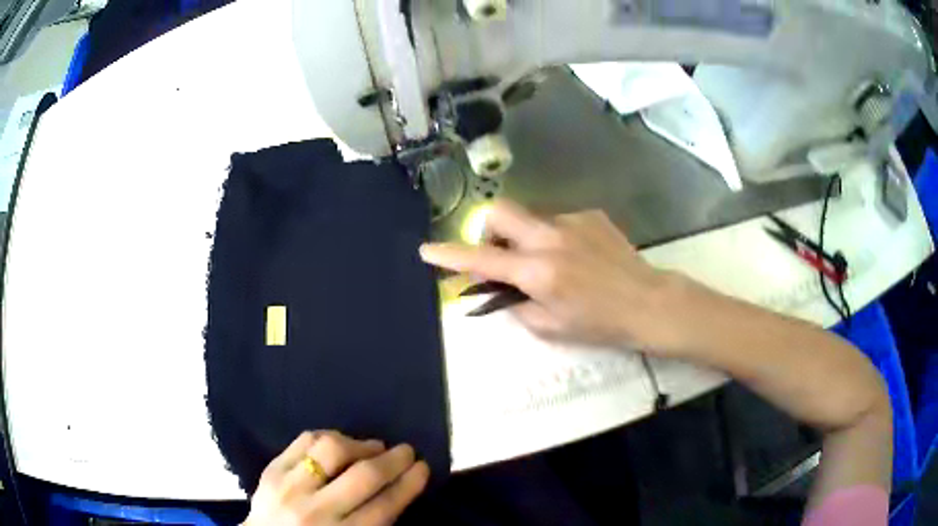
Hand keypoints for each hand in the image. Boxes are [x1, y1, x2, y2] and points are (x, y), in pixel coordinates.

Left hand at [244, 431, 428, 525]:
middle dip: (393, 460)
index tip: (423, 468)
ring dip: (360, 444)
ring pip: (331, 451)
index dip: (408, 484)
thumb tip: (398, 488)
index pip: (384, 506)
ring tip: (373, 447)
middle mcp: (317, 511)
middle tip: (407, 451)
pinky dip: (328, 437)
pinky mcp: (272, 469)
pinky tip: (340, 442)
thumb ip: (374, 523)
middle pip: (363, 477)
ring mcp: (290, 487)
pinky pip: (304, 441)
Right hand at [420, 201, 679, 350]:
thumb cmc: (599, 323)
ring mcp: (572, 221)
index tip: (427, 250)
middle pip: (500, 210)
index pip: (482, 259)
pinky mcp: (590, 215)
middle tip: (501, 255)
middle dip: (488, 228)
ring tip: (550, 263)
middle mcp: (550, 237)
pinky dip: (554, 237)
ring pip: (530, 217)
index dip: (450, 255)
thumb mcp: (550, 326)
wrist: (647, 302)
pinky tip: (577, 256)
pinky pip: (558, 221)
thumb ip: (517, 304)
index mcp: (538, 270)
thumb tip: (500, 288)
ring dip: (525, 236)